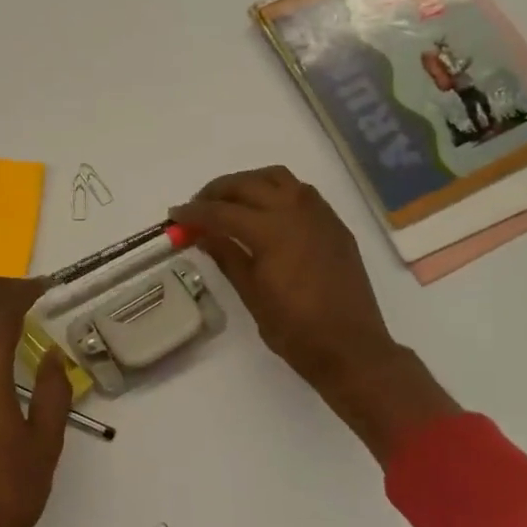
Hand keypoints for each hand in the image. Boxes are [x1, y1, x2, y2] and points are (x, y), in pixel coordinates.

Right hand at [172, 166, 456, 455]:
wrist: (351, 348)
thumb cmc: (295, 330)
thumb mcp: (252, 294)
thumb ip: (227, 256)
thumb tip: (203, 234)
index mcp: (272, 231)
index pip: (222, 212)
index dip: (194, 212)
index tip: (175, 216)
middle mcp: (296, 212)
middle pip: (248, 184)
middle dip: (217, 191)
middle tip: (197, 206)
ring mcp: (320, 215)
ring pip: (277, 178)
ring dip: (248, 183)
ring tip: (230, 202)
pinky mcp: (334, 224)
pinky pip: (301, 191)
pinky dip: (276, 191)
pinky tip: (265, 211)